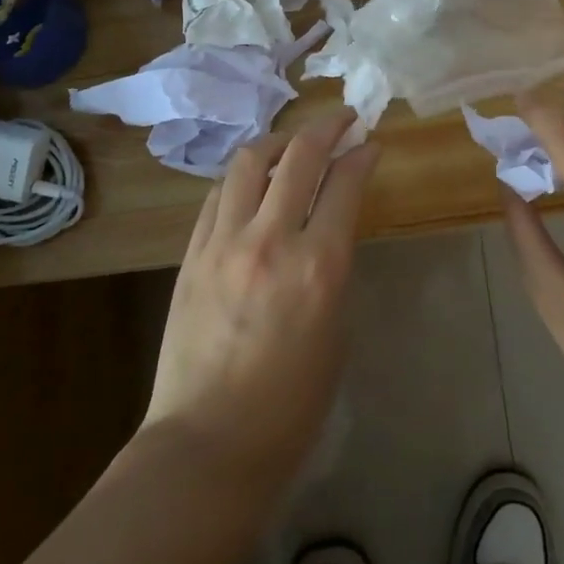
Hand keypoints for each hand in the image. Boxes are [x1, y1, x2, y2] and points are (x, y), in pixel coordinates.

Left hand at [139, 112, 381, 489]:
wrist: (208, 444)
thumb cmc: (291, 403)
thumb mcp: (336, 330)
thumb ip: (334, 268)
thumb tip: (328, 229)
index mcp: (320, 266)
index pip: (345, 183)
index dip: (362, 155)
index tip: (371, 143)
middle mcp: (271, 241)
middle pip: (300, 156)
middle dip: (327, 127)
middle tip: (343, 119)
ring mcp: (224, 244)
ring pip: (250, 162)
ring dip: (279, 142)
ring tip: (294, 145)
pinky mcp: (192, 255)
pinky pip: (218, 195)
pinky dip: (243, 177)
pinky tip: (253, 182)